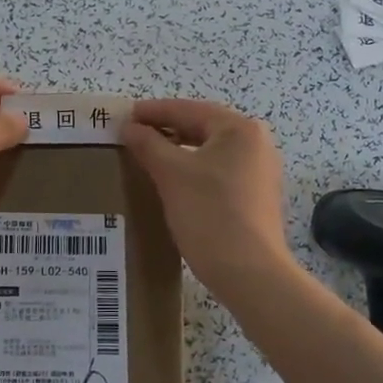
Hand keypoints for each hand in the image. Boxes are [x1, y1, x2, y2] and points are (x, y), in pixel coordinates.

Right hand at [121, 99, 293, 299]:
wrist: (250, 273)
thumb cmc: (210, 215)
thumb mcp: (172, 175)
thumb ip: (148, 144)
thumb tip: (129, 127)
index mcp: (239, 129)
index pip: (188, 109)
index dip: (153, 111)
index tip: (123, 116)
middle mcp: (255, 144)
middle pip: (202, 127)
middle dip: (165, 130)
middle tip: (131, 135)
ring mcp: (259, 172)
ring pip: (209, 151)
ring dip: (177, 151)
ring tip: (145, 156)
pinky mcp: (255, 197)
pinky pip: (217, 172)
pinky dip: (192, 171)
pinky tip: (170, 182)